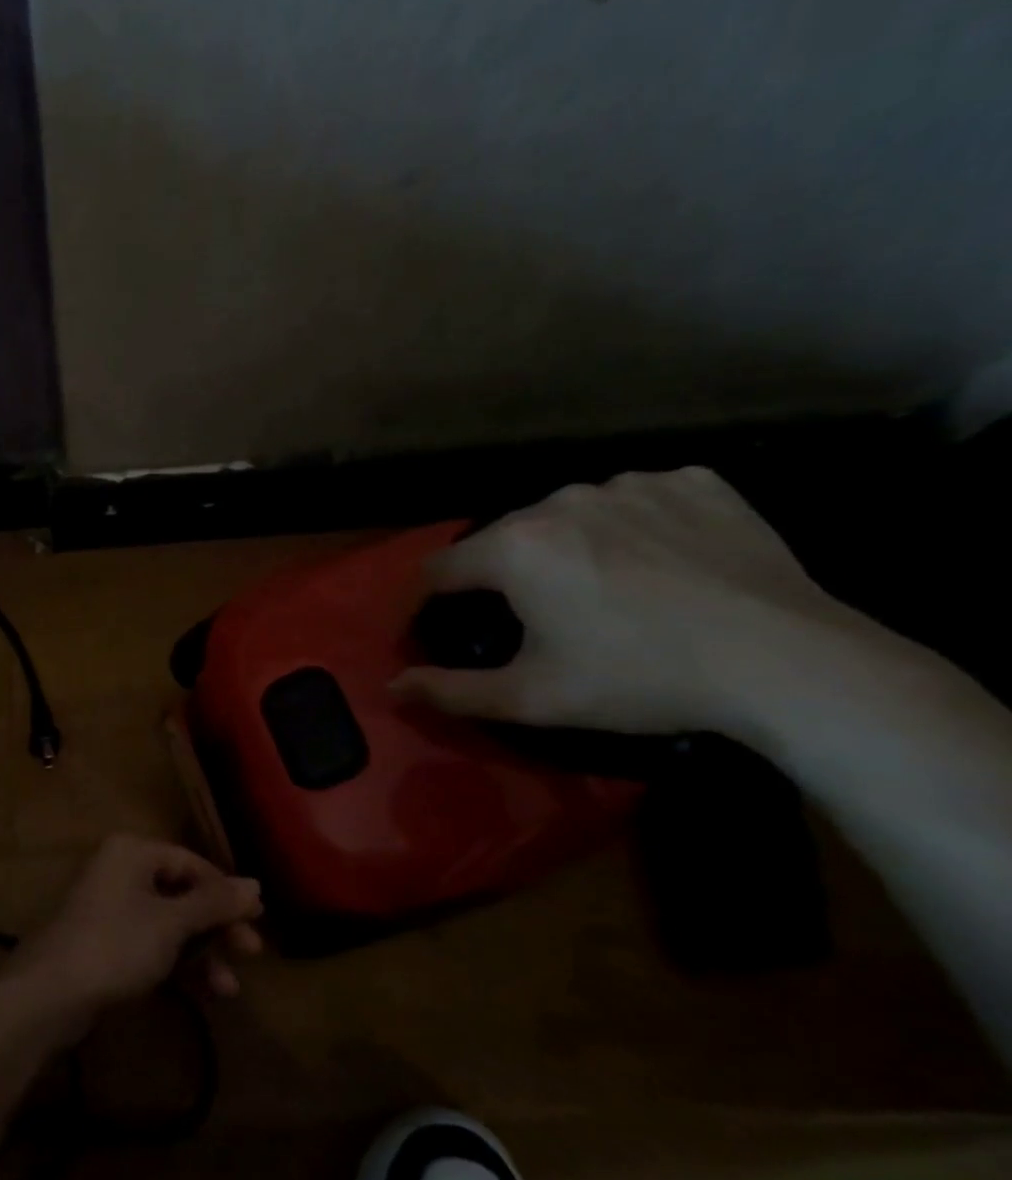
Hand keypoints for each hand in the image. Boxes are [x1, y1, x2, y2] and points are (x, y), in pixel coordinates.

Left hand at [13, 835, 263, 1019]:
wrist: (50, 994)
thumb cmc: (116, 944)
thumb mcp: (172, 923)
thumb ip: (215, 903)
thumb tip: (256, 883)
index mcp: (132, 852)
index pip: (191, 862)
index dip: (226, 890)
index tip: (258, 918)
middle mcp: (121, 872)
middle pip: (183, 894)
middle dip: (218, 926)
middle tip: (252, 952)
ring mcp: (112, 909)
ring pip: (170, 924)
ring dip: (203, 953)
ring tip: (231, 987)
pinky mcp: (107, 944)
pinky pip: (153, 946)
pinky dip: (180, 965)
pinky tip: (208, 992)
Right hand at [389, 467, 861, 737]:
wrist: (787, 662)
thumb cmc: (638, 679)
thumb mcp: (530, 698)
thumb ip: (449, 690)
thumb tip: (392, 686)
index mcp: (514, 547)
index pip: (439, 568)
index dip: (431, 602)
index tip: (445, 628)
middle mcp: (562, 501)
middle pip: (503, 540)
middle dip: (503, 577)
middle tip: (537, 621)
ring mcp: (632, 483)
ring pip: (568, 516)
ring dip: (566, 549)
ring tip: (603, 593)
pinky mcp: (695, 482)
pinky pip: (635, 501)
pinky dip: (630, 529)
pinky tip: (658, 566)